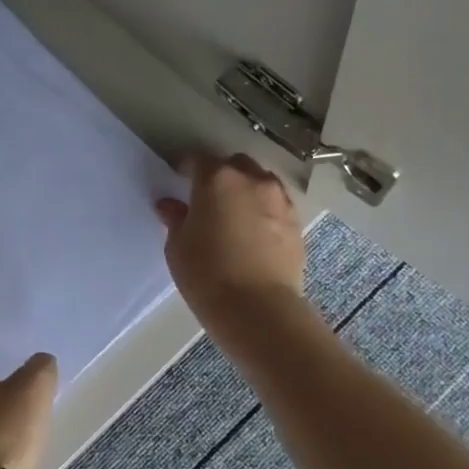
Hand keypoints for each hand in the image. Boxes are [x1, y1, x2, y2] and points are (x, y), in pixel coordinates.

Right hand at [156, 152, 306, 322]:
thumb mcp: (178, 247)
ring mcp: (279, 200)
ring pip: (261, 181)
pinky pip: (277, 204)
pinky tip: (255, 230)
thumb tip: (170, 205)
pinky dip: (264, 209)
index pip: (198, 159)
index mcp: (217, 179)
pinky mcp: (297, 223)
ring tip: (235, 212)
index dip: (187, 167)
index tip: (179, 179)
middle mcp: (252, 180)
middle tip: (208, 196)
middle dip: (221, 173)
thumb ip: (176, 219)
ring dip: (246, 189)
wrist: (258, 308)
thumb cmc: (207, 274)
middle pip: (235, 164)